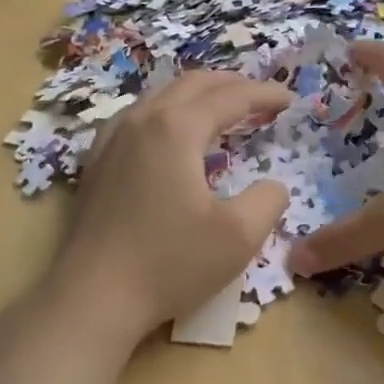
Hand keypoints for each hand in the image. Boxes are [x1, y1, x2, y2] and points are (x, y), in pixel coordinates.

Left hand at [49, 71, 293, 334]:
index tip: (290, 100)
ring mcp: (111, 140)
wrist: (92, 299)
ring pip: (160, 95)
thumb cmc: (170, 263)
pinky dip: (167, 112)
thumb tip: (274, 185)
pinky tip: (170, 135)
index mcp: (176, 129)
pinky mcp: (96, 163)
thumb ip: (269, 200)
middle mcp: (141, 121)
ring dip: (197, 95)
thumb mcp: (240, 236)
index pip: (230, 97)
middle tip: (260, 97)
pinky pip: (136, 117)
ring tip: (221, 108)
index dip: (264, 95)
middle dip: (232, 84)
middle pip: (192, 84)